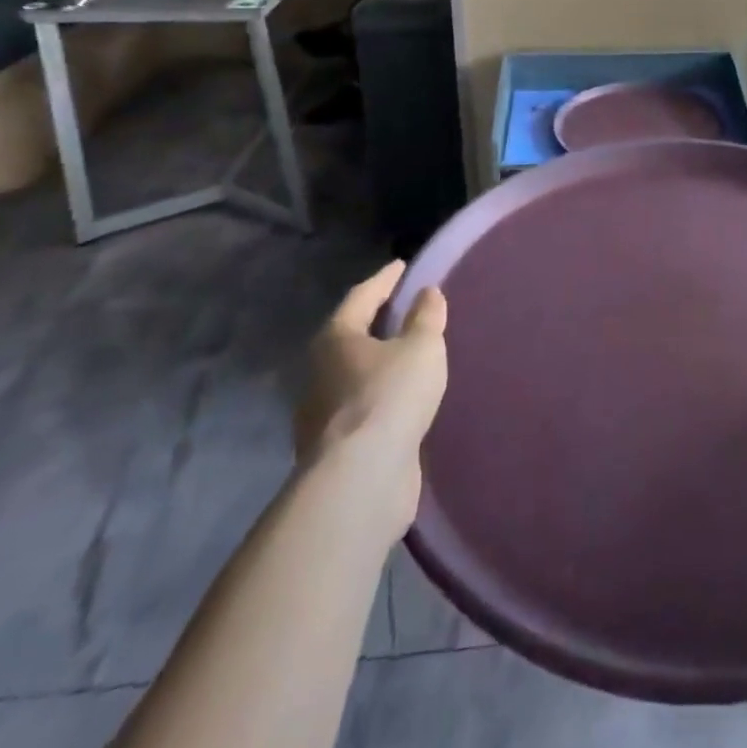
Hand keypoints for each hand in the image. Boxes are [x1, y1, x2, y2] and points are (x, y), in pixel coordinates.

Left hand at [294, 261, 447, 530]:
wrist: (360, 481)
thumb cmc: (389, 397)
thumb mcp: (421, 347)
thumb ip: (426, 317)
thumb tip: (426, 293)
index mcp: (336, 338)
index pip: (362, 296)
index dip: (385, 279)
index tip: (402, 266)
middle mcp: (320, 372)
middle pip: (351, 336)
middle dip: (377, 323)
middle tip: (407, 310)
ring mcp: (323, 415)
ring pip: (355, 376)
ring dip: (379, 365)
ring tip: (409, 358)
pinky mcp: (336, 449)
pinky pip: (363, 409)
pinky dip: (381, 398)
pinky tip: (402, 403)